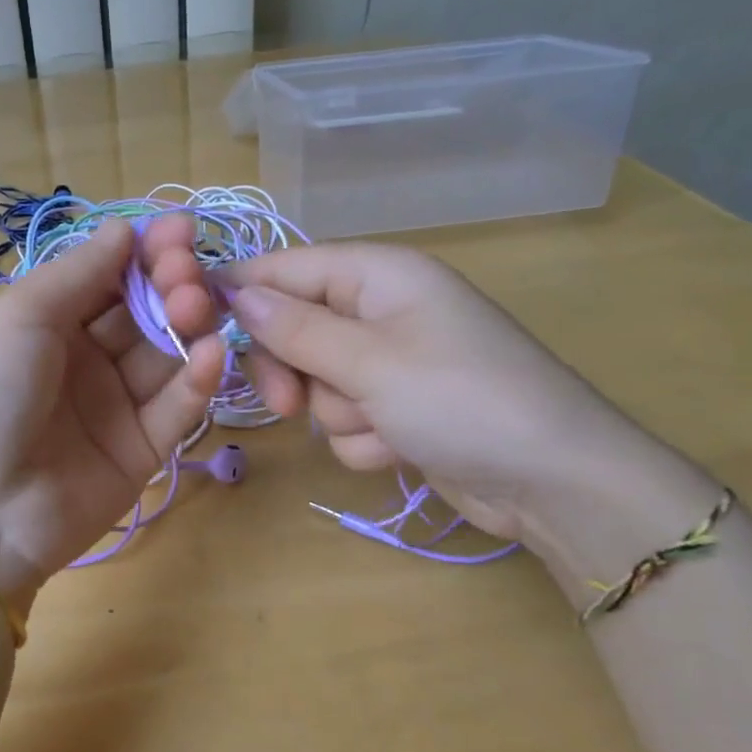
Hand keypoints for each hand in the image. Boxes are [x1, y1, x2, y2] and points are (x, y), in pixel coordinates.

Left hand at [0, 221, 222, 606]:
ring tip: (195, 308)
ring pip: (168, 354)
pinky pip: (177, 408)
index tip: (180, 230)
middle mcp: (85, 360)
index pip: (109, 277)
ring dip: (189, 324)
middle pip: (144, 311)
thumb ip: (80, 272)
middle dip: (170, 283)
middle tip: (186, 272)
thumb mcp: (21, 317)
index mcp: (48, 324)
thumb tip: (124, 227)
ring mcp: (116, 406)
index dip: (144, 252)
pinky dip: (198, 380)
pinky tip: (212, 353)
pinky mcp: (143, 450)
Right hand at [144, 218, 676, 549]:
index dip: (243, 295)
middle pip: (295, 328)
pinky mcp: (399, 407)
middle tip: (290, 404)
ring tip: (382, 426)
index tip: (198, 330)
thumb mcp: (369, 361)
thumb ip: (295, 328)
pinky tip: (401, 448)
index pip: (287, 268)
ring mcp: (392, 362)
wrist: (554, 483)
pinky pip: (347, 416)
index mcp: (379, 275)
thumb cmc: (462, 401)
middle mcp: (382, 310)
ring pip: (318, 381)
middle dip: (293, 371)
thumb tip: (234, 292)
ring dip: (338, 412)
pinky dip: (365, 437)